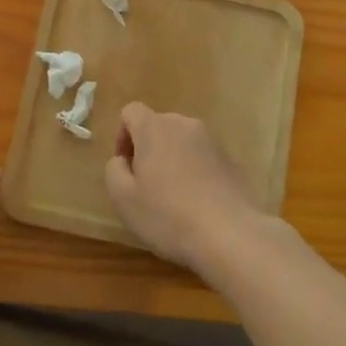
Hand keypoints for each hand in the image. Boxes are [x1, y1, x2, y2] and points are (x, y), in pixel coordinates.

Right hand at [104, 103, 268, 272]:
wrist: (231, 234)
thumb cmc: (168, 215)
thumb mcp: (123, 198)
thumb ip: (114, 170)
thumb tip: (123, 160)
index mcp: (154, 127)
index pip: (131, 112)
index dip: (122, 136)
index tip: (127, 167)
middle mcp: (184, 124)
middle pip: (158, 126)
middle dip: (148, 149)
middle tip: (146, 186)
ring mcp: (212, 141)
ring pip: (182, 142)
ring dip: (173, 161)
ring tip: (174, 198)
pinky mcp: (231, 160)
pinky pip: (203, 158)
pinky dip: (195, 173)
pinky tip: (198, 205)